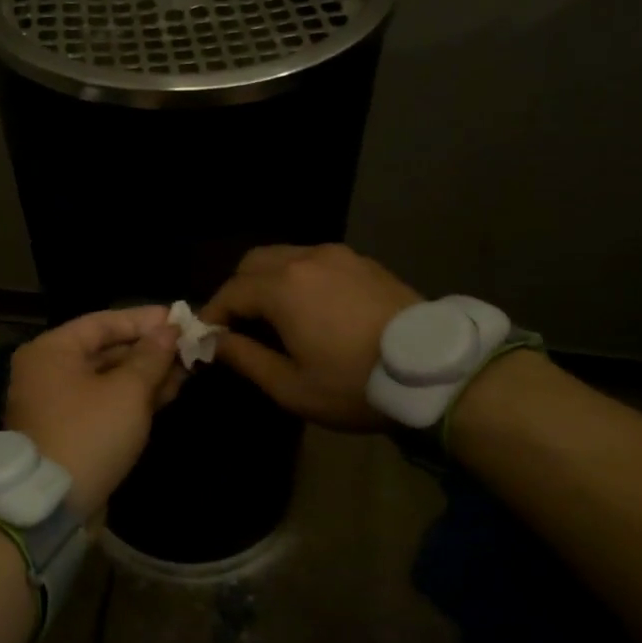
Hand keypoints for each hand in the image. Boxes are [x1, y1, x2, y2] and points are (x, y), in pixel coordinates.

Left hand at [4, 305, 182, 519]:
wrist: (52, 506)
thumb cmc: (89, 434)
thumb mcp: (128, 391)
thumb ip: (151, 357)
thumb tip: (169, 330)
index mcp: (52, 351)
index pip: (104, 322)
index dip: (145, 319)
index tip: (180, 318)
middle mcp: (49, 371)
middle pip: (106, 350)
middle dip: (150, 349)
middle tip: (190, 345)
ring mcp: (58, 403)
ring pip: (109, 378)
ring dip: (147, 374)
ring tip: (189, 367)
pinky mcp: (70, 431)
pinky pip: (106, 402)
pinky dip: (134, 397)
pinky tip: (170, 392)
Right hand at [199, 244, 422, 429]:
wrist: (434, 371)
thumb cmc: (355, 384)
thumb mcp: (292, 387)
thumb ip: (246, 359)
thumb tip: (214, 342)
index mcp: (282, 288)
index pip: (230, 292)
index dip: (213, 314)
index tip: (208, 337)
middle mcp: (305, 259)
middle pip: (253, 262)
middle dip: (238, 290)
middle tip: (240, 324)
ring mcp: (338, 256)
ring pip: (285, 255)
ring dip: (268, 280)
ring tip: (275, 315)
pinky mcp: (363, 262)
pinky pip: (315, 260)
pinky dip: (299, 276)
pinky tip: (312, 307)